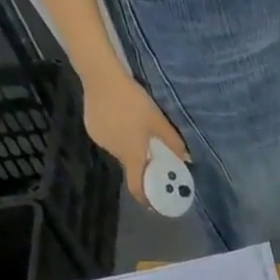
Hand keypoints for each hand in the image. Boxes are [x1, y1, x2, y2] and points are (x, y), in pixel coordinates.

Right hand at [82, 68, 189, 206]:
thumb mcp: (159, 122)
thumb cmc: (133, 101)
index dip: (145, 198)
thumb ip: (174, 143)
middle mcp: (114, 152)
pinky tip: (121, 120)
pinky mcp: (91, 128)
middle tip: (152, 154)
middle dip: (142, 164)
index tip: (153, 204)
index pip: (137, 187)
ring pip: (120, 151)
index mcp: (132, 155)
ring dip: (130, 147)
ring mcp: (100, 140)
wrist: (100, 75)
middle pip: (131, 166)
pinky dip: (118, 136)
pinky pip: (109, 139)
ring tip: (136, 131)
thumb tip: (188, 160)